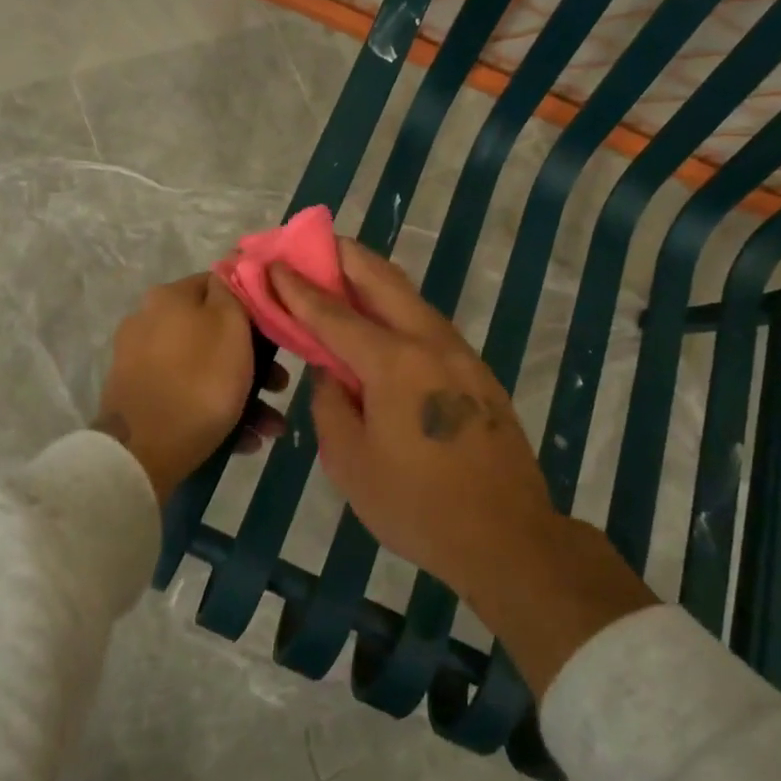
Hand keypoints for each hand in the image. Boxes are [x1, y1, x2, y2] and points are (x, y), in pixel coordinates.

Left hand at [96, 273, 286, 501]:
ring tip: (269, 427)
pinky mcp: (139, 398)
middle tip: (279, 387)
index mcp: (169, 297)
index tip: (278, 335)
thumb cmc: (200, 381)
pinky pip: (187, 395)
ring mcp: (140, 362)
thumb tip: (233, 263)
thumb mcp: (231, 326)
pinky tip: (243, 440)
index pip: (220, 285)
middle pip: (214, 333)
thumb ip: (234, 291)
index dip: (254, 307)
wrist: (142, 451)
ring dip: (244, 395)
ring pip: (204, 369)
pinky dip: (216, 413)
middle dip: (255, 362)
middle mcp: (149, 321)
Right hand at [266, 242, 551, 593]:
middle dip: (343, 255)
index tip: (272, 261)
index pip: (334, 313)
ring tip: (340, 272)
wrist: (507, 537)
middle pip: (382, 280)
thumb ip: (331, 406)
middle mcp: (430, 343)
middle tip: (310, 243)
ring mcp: (460, 354)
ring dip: (372, 278)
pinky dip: (395, 309)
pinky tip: (379, 322)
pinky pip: (426, 324)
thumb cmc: (418, 507)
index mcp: (394, 363)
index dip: (298, 287)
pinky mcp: (476, 372)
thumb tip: (332, 374)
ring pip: (410, 297)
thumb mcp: (351, 463)